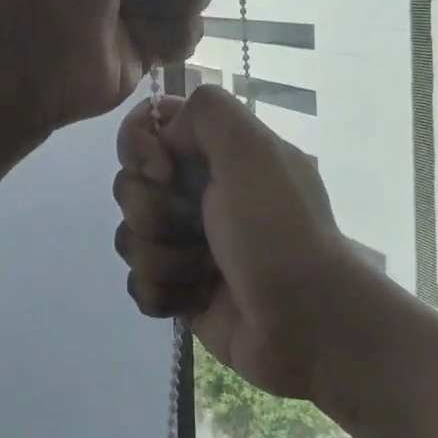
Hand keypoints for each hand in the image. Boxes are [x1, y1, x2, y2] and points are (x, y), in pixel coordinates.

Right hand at [112, 86, 364, 402]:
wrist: (308, 325)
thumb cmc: (278, 231)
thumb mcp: (252, 149)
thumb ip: (206, 111)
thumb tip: (165, 139)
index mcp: (217, 155)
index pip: (148, 131)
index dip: (140, 148)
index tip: (163, 170)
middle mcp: (200, 194)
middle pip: (129, 186)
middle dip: (154, 211)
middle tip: (197, 228)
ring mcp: (188, 244)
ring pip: (130, 236)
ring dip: (163, 256)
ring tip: (204, 271)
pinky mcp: (180, 291)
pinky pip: (138, 282)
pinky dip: (162, 292)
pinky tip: (195, 298)